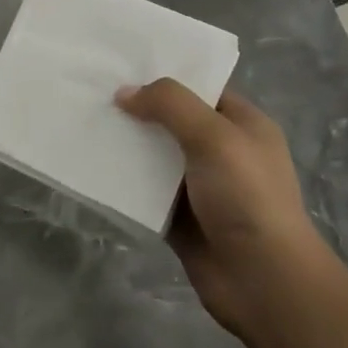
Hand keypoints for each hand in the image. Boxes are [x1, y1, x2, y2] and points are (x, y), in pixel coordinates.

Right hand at [116, 79, 319, 341]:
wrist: (263, 282)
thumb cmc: (247, 197)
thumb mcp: (214, 137)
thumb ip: (170, 105)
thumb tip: (125, 93)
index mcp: (242, 125)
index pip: (200, 88)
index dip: (165, 76)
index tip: (122, 65)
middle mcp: (221, 151)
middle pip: (172, 120)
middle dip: (138, 109)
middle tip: (93, 92)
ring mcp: (199, 186)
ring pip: (154, 156)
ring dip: (126, 145)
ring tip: (84, 123)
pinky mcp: (179, 218)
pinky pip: (145, 191)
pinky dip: (123, 181)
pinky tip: (92, 166)